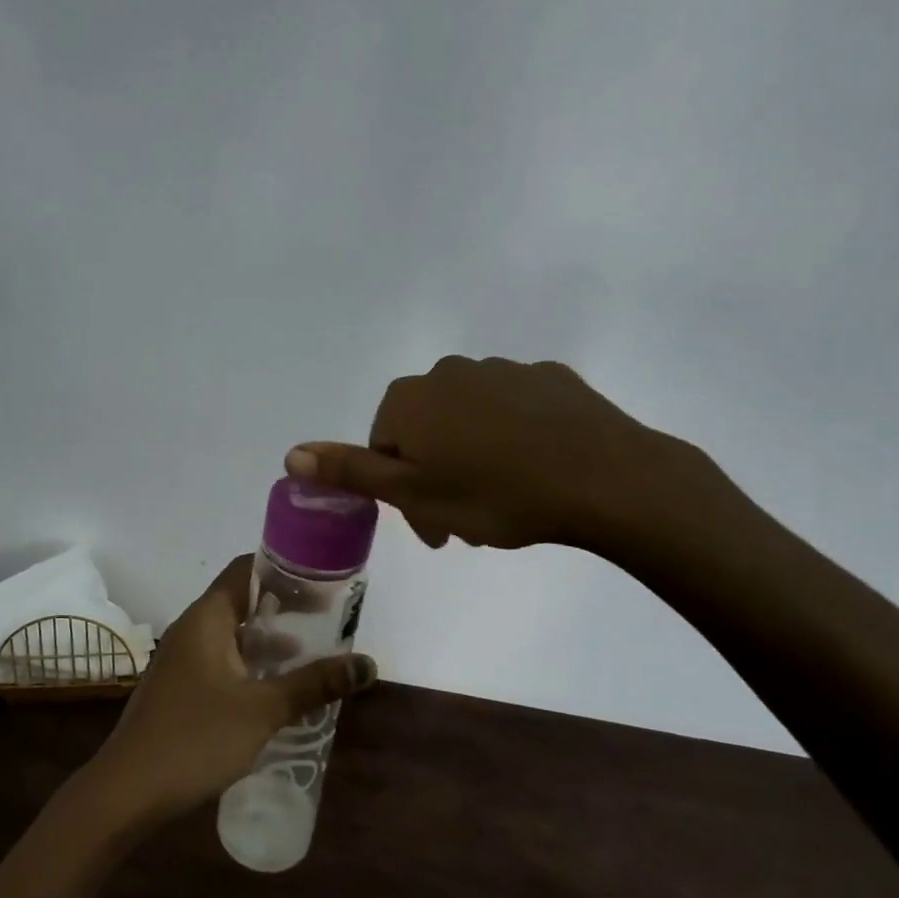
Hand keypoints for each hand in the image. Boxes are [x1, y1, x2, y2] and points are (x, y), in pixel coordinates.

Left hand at [84, 556, 375, 825]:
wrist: (129, 789)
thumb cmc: (196, 737)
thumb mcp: (263, 709)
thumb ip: (314, 684)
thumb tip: (368, 665)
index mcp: (208, 617)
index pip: (247, 570)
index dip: (286, 569)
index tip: (324, 579)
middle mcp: (193, 628)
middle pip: (244, 600)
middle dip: (285, 607)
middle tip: (330, 617)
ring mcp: (184, 658)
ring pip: (234, 634)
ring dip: (271, 640)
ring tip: (314, 653)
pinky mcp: (182, 686)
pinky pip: (224, 660)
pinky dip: (253, 664)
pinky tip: (278, 689)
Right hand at [285, 356, 681, 552]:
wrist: (607, 479)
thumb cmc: (496, 494)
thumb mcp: (413, 493)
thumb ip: (350, 469)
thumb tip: (291, 453)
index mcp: (410, 399)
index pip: (383, 445)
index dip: (399, 490)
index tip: (430, 527)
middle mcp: (449, 372)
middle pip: (424, 430)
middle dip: (434, 475)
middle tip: (465, 524)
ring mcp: (503, 370)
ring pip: (468, 420)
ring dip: (472, 456)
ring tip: (505, 500)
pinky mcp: (550, 378)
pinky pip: (514, 410)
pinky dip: (513, 437)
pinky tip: (538, 470)